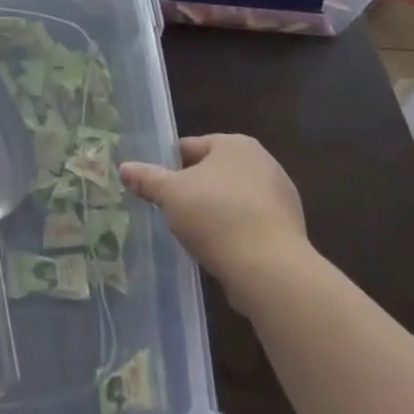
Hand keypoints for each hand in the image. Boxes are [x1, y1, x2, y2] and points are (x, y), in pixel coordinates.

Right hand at [120, 135, 309, 295]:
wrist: (269, 268)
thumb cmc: (215, 216)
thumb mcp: (170, 194)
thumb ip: (147, 178)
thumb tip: (124, 168)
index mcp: (235, 144)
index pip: (192, 147)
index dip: (170, 166)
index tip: (156, 187)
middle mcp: (263, 162)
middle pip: (215, 172)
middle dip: (195, 189)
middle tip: (172, 211)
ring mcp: (281, 196)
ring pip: (234, 199)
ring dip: (216, 212)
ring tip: (194, 235)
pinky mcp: (290, 229)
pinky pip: (252, 224)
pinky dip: (236, 233)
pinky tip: (220, 251)